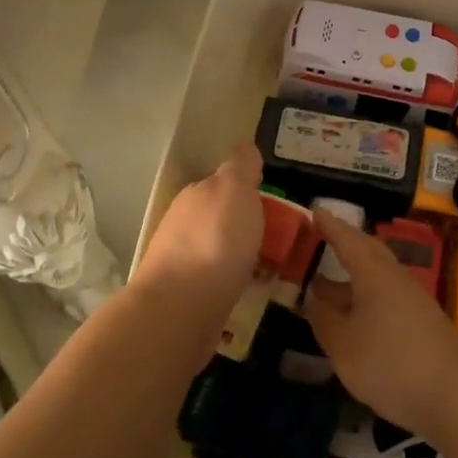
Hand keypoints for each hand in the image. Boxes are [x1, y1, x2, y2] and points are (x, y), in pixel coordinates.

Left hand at [136, 144, 264, 312]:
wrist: (180, 308)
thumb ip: (241, 167)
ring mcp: (180, 261)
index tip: (273, 205)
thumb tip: (245, 149)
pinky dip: (232, 281)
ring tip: (269, 268)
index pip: (223, 183)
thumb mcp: (235, 189)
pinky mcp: (184, 297)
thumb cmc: (215, 241)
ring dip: (237, 254)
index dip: (248, 190)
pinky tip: (249, 290)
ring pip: (216, 249)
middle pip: (218, 217)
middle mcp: (183, 223)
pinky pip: (216, 280)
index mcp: (196, 194)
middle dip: (242, 224)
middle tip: (277, 238)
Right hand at [304, 208, 457, 441]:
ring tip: (326, 286)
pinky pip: (387, 297)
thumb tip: (313, 296)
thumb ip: (324, 319)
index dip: (330, 226)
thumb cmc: (392, 364)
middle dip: (344, 244)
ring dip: (352, 277)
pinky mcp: (423, 324)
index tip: (314, 210)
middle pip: (368, 252)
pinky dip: (366, 298)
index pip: (347, 239)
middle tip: (322, 240)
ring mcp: (413, 300)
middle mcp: (395, 278)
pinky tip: (355, 319)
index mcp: (374, 273)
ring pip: (378, 277)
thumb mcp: (344, 346)